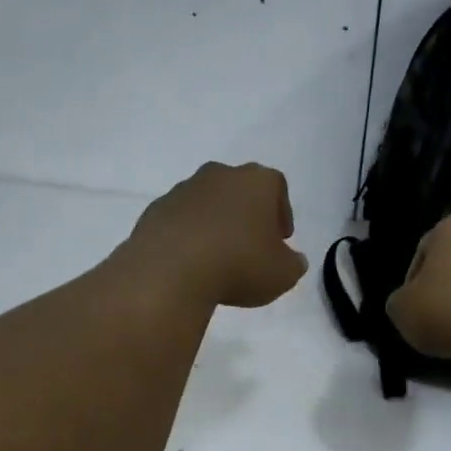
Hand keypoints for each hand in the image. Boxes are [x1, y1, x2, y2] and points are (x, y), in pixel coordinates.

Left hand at [119, 162, 308, 308]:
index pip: (277, 187)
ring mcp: (184, 189)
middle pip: (240, 190)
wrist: (170, 271)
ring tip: (218, 257)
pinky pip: (181, 220)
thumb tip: (293, 260)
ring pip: (209, 203)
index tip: (281, 239)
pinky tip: (191, 261)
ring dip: (216, 223)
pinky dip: (189, 235)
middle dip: (248, 214)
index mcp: (256, 182)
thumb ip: (293, 264)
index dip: (281, 213)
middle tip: (251, 245)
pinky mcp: (157, 209)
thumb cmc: (238, 265)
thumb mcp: (282, 275)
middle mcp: (220, 175)